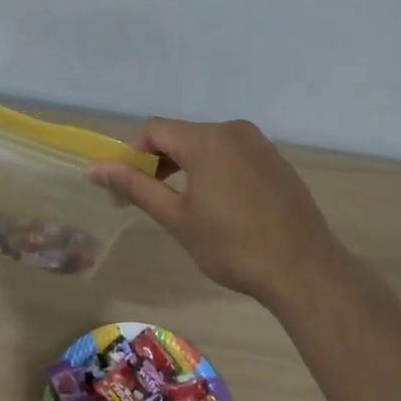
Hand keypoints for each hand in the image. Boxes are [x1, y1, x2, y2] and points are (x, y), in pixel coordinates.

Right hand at [88, 117, 343, 304]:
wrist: (305, 270)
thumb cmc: (233, 246)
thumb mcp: (177, 218)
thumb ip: (136, 186)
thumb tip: (95, 169)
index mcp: (205, 139)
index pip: (154, 130)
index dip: (132, 154)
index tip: (125, 188)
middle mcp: (232, 130)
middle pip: (180, 135)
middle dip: (158, 162)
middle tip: (150, 200)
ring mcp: (259, 144)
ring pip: (207, 144)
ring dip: (186, 166)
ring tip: (184, 206)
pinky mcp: (276, 160)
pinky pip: (233, 154)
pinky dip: (215, 170)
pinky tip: (221, 206)